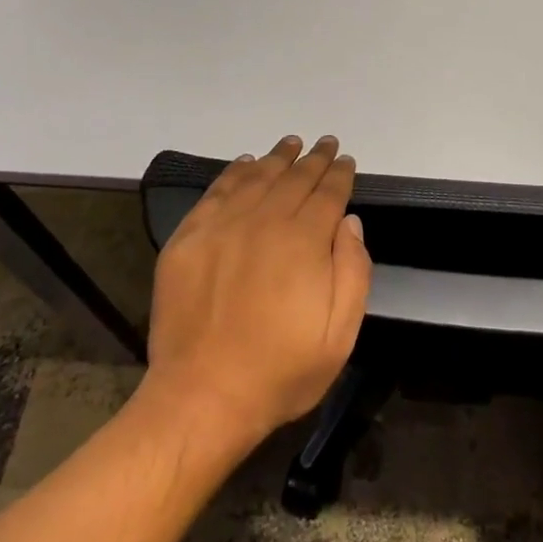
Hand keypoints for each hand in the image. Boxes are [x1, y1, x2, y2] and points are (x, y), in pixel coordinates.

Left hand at [144, 135, 372, 449]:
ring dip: (277, 158)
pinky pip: (217, 191)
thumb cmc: (280, 371)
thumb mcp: (339, 334)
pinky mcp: (189, 238)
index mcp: (303, 241)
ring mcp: (222, 226)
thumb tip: (349, 222)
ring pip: (257, 177)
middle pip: (294, 178)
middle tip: (325, 143)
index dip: (339, 174)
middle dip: (314, 159)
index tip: (345, 160)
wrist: (202, 397)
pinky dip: (234, 173)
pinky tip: (246, 164)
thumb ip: (353, 271)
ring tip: (291, 143)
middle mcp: (264, 221)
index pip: (328, 194)